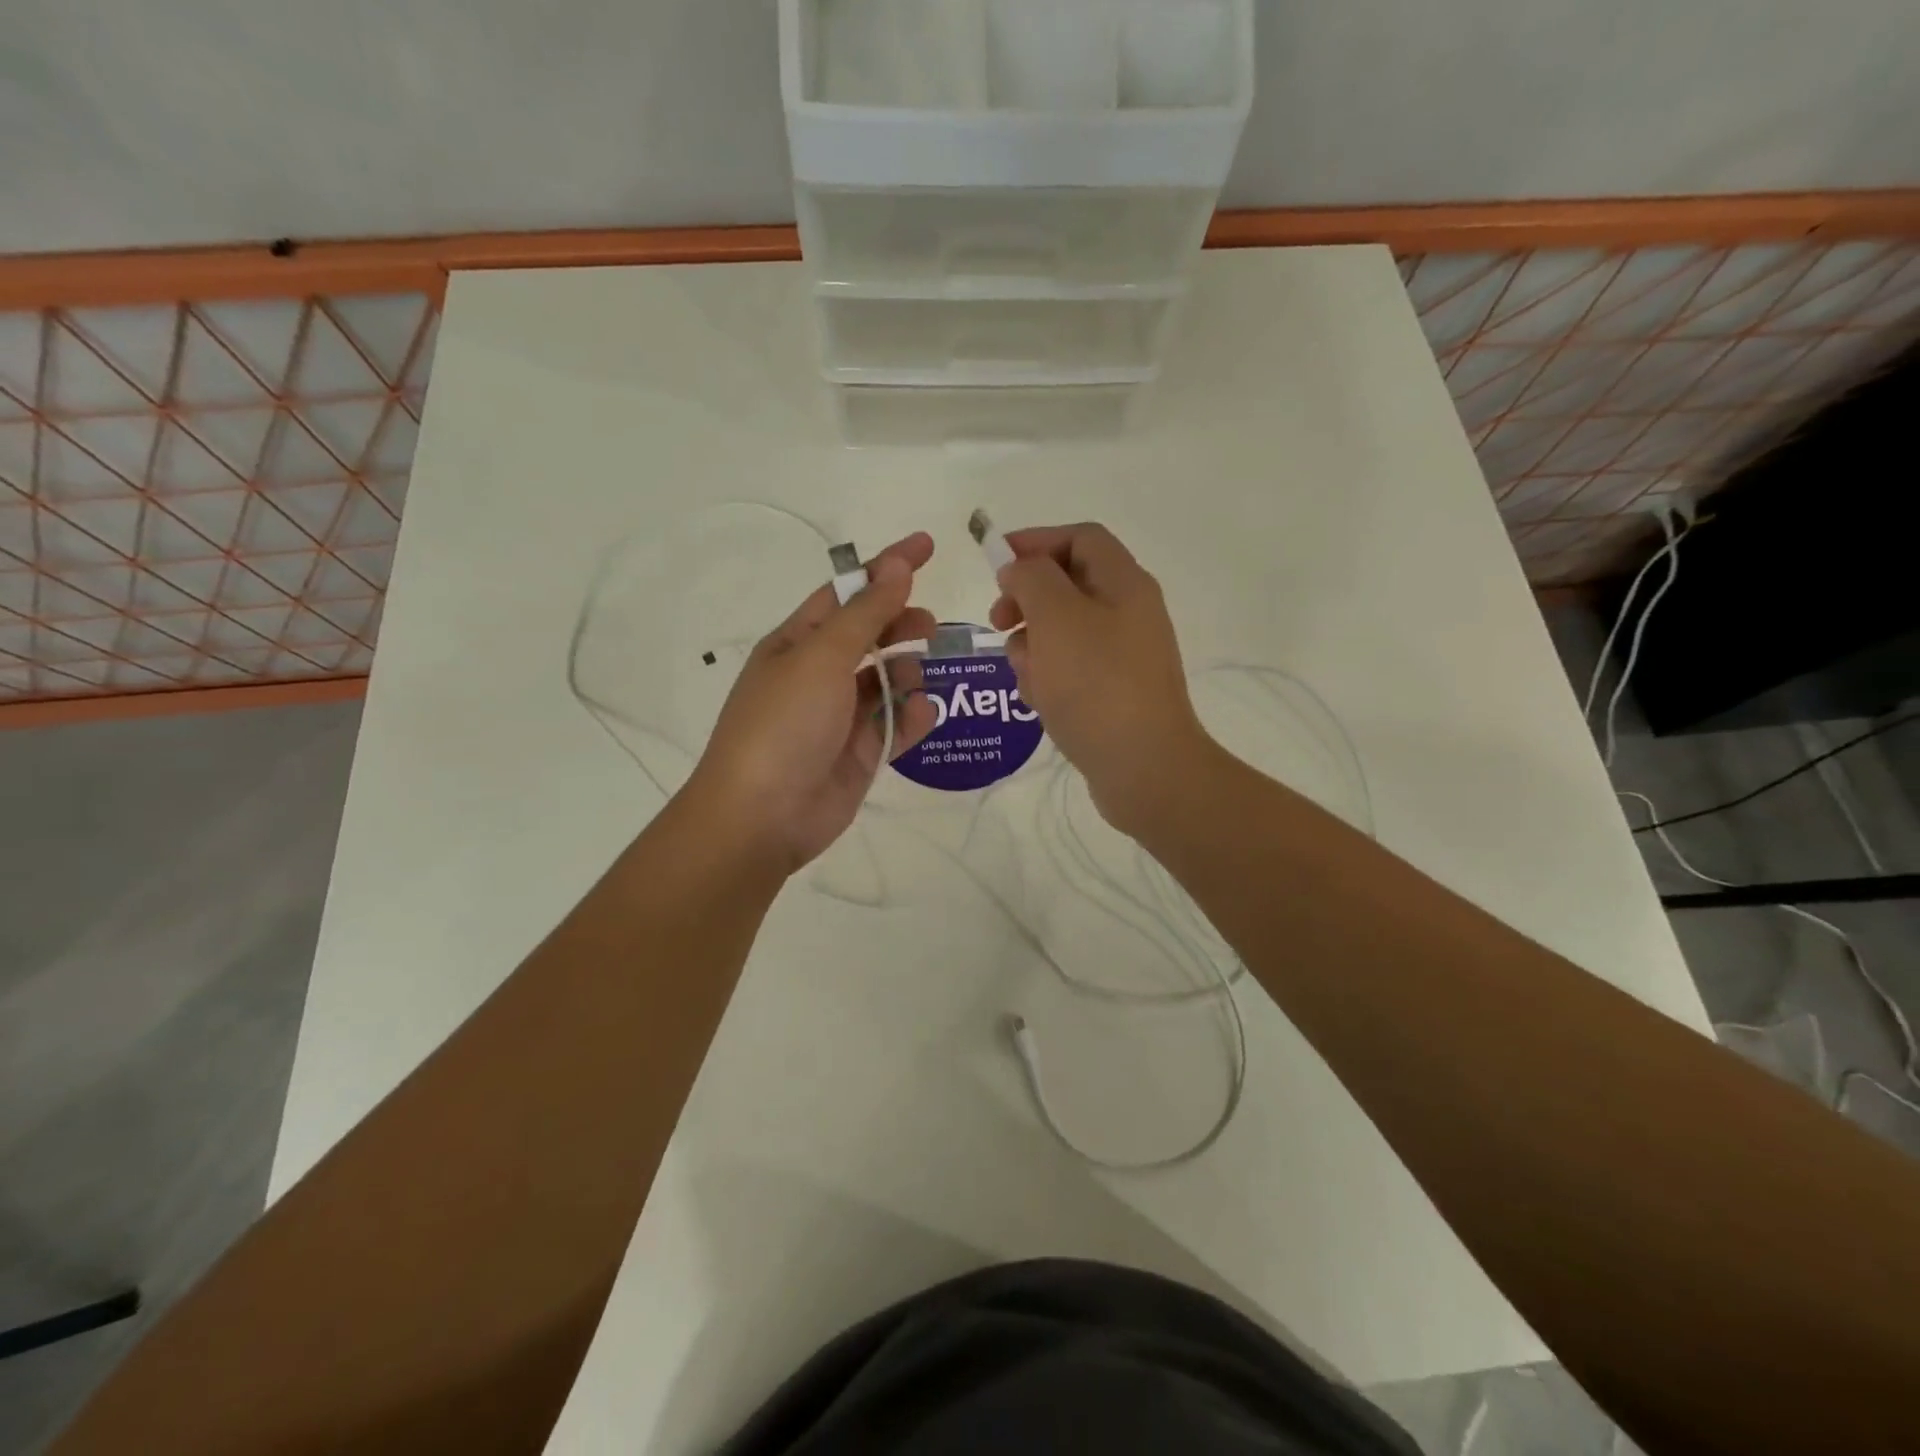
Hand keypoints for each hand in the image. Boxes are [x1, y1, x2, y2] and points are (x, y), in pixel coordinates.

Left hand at [685, 533, 938, 873]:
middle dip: (900, 624)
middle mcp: (818, 674)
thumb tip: (897, 566)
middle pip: (869, 635)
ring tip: (918, 678)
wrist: (762, 816)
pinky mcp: (858, 754)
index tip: (928, 547)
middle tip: (930, 626)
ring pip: (886, 681)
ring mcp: (839, 716)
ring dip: (907, 673)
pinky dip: (912, 717)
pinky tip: (923, 713)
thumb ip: (866, 614)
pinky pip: (894, 725)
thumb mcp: (822, 657)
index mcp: (797, 643)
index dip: (885, 568)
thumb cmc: (784, 724)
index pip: (847, 593)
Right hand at [989, 523, 1211, 837]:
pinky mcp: (1114, 693)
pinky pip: (1072, 670)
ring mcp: (1124, 656)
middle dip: (1027, 600)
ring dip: (1032, 645)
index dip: (1035, 541)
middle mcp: (1129, 613)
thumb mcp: (1057, 617)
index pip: (1079, 537)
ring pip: (1063, 632)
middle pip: (1067, 585)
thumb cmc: (1097, 684)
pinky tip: (1039, 702)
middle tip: (998, 622)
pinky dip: (1049, 678)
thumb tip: (1020, 569)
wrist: (1145, 768)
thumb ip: (1032, 578)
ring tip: (1023, 673)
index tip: (995, 565)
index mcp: (1124, 583)